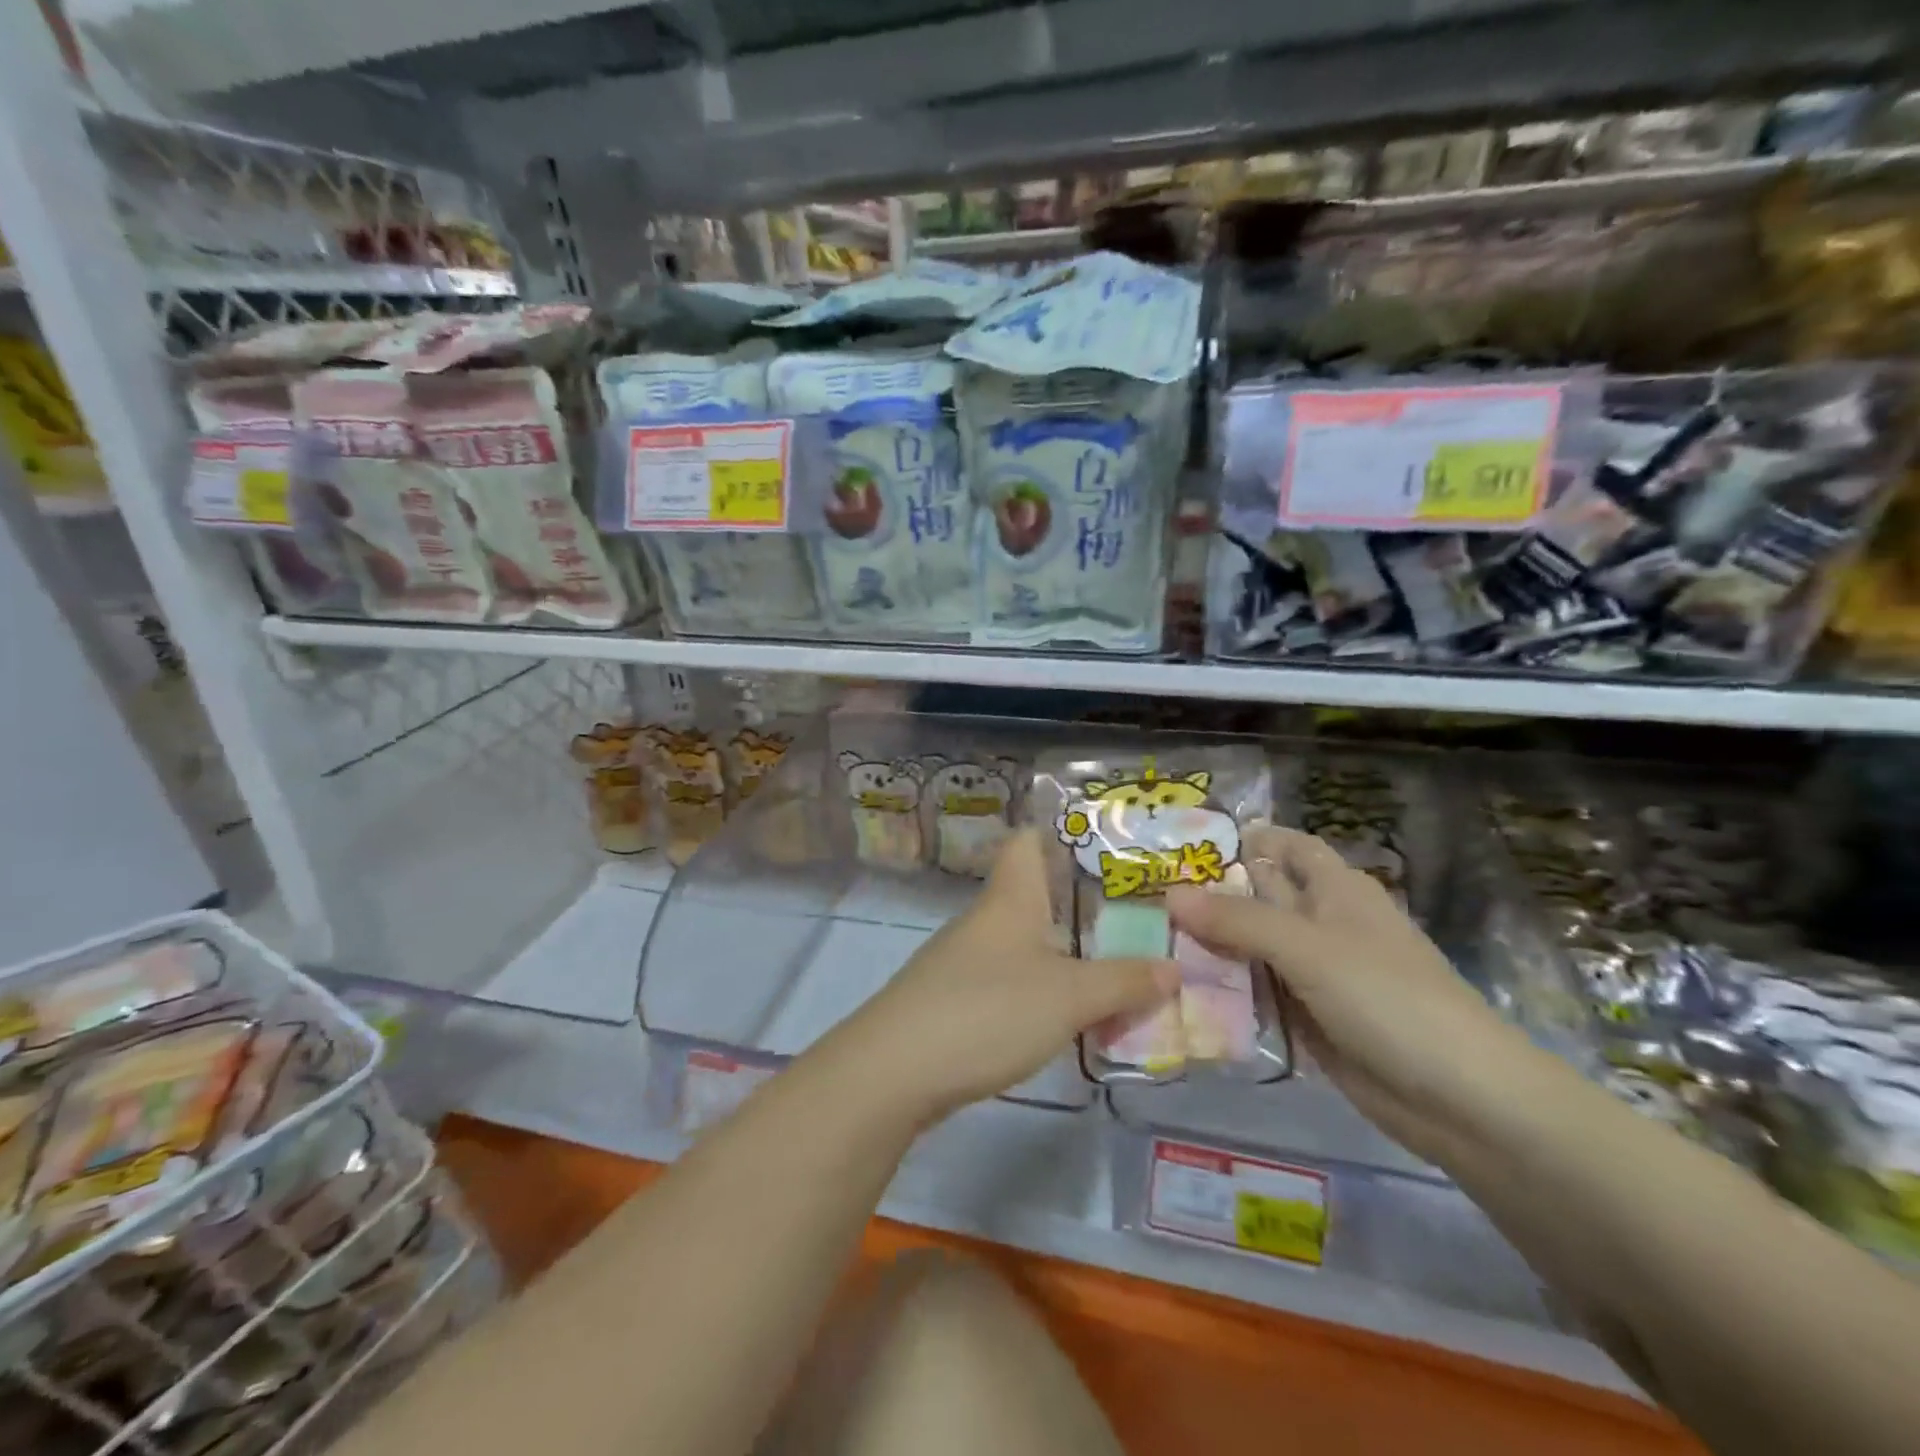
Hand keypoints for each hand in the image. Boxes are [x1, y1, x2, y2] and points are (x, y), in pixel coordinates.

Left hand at [834, 829, 1178, 1123]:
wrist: (894, 1071)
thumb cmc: (988, 1010)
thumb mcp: (1068, 997)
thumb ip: (1123, 981)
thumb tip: (1174, 966)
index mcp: (1010, 899)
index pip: (1027, 841)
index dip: (1061, 832)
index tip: (1108, 842)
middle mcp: (985, 920)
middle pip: (1033, 894)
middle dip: (1081, 903)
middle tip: (1135, 915)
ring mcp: (963, 961)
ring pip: (1024, 942)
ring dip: (1066, 952)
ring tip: (1116, 966)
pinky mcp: (954, 1000)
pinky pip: (1010, 981)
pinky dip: (1042, 989)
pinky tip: (1068, 1013)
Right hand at [1167, 824, 1545, 1163]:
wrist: (1460, 1098)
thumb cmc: (1388, 997)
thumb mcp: (1307, 948)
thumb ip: (1237, 920)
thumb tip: (1169, 894)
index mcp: (1336, 890)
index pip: (1288, 847)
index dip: (1248, 838)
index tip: (1188, 840)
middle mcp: (1323, 924)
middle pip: (1261, 896)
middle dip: (1212, 893)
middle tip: (1145, 892)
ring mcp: (1315, 974)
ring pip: (1253, 947)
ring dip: (1211, 944)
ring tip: (1147, 938)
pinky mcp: (1309, 1018)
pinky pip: (1259, 992)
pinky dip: (1226, 988)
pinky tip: (1181, 987)